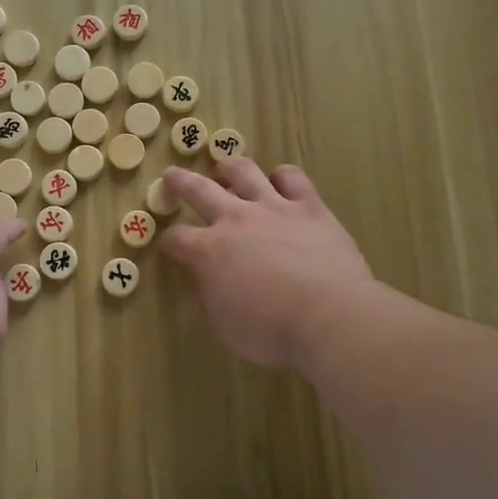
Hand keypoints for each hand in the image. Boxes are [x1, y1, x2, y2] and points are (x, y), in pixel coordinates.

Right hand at [160, 159, 375, 368]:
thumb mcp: (225, 325)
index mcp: (209, 252)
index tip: (170, 244)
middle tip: (171, 174)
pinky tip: (280, 181)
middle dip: (180, 181)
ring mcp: (274, 208)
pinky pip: (292, 177)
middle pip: (199, 190)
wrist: (328, 316)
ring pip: (244, 171)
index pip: (177, 238)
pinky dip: (282, 176)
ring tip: (224, 169)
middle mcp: (236, 220)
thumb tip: (210, 281)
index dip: (169, 241)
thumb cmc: (271, 330)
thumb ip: (212, 296)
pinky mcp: (309, 206)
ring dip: (229, 167)